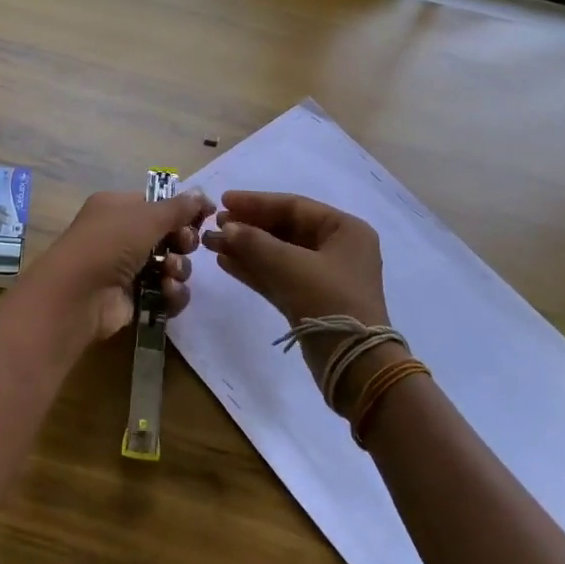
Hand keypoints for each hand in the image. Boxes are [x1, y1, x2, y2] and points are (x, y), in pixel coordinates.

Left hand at [19, 187, 214, 349]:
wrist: (78, 295)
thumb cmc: (109, 243)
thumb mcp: (146, 217)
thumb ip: (178, 208)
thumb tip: (202, 194)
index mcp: (117, 208)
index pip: (157, 204)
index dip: (182, 211)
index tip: (205, 216)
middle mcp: (121, 235)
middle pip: (169, 235)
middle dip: (183, 241)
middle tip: (183, 245)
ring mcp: (128, 269)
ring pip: (171, 265)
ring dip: (178, 268)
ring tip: (170, 271)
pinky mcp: (135, 298)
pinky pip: (166, 292)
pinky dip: (172, 292)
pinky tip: (167, 291)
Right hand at [203, 192, 390, 381]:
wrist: (353, 363)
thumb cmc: (328, 300)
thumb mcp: (289, 265)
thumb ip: (254, 242)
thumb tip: (226, 228)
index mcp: (344, 230)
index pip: (294, 206)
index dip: (256, 202)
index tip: (223, 200)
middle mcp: (336, 248)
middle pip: (284, 228)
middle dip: (248, 226)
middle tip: (213, 224)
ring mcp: (323, 275)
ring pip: (277, 253)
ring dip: (245, 247)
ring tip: (211, 243)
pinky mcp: (309, 300)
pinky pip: (277, 275)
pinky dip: (253, 268)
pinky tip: (225, 262)